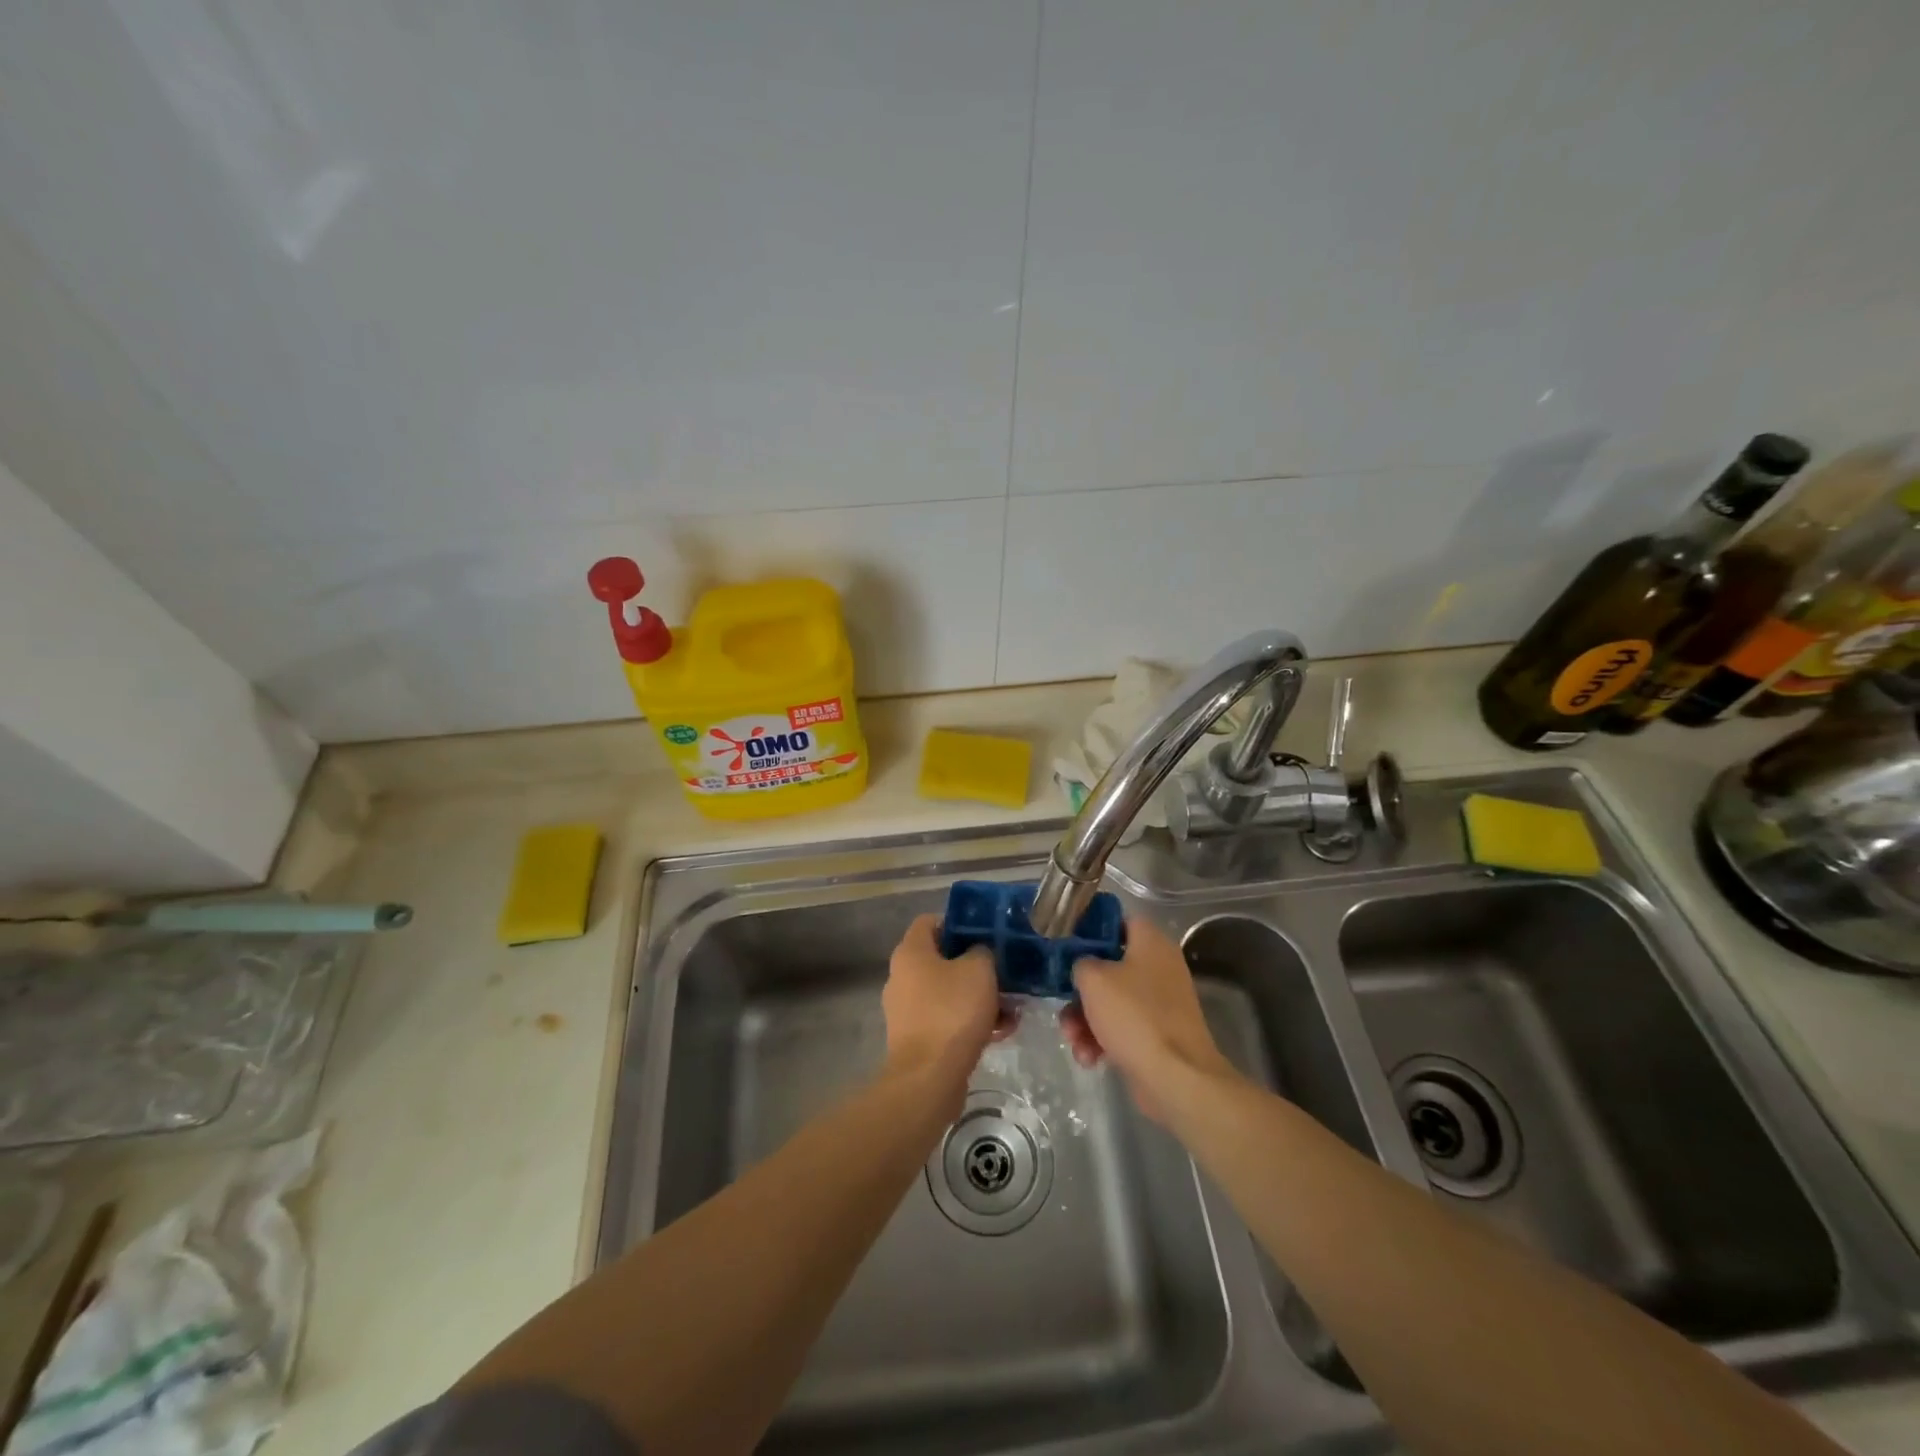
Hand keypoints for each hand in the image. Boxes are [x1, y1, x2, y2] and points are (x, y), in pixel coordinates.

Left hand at [882, 915, 1014, 1090]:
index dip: (958, 922)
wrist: (929, 1078)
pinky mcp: (917, 1039)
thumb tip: (979, 954)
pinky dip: (971, 1022)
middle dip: (976, 966)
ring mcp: (907, 1010)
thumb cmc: (952, 1012)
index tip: (985, 933)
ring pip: (949, 992)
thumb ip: (982, 952)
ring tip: (1011, 1008)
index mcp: (911, 952)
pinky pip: (947, 1019)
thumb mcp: (979, 970)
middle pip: (942, 959)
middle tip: (1004, 972)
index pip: (930, 921)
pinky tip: (1001, 1032)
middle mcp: (902, 977)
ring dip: (979, 997)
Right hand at [1061, 915, 1235, 1122]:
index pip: (1119, 921)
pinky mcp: (1157, 1035)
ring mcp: (1160, 1004)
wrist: (1176, 1078)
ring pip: (1111, 1002)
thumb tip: (1083, 967)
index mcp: (1151, 943)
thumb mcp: (1093, 979)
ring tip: (1074, 1040)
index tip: (1066, 944)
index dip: (1091, 929)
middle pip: (1109, 967)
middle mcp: (1159, 968)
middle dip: (1081, 991)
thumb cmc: (1134, 1016)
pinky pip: (1122, 1028)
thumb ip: (1080, 962)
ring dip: (1085, 1021)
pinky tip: (1090, 1058)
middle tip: (1063, 1003)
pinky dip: (1103, 1041)